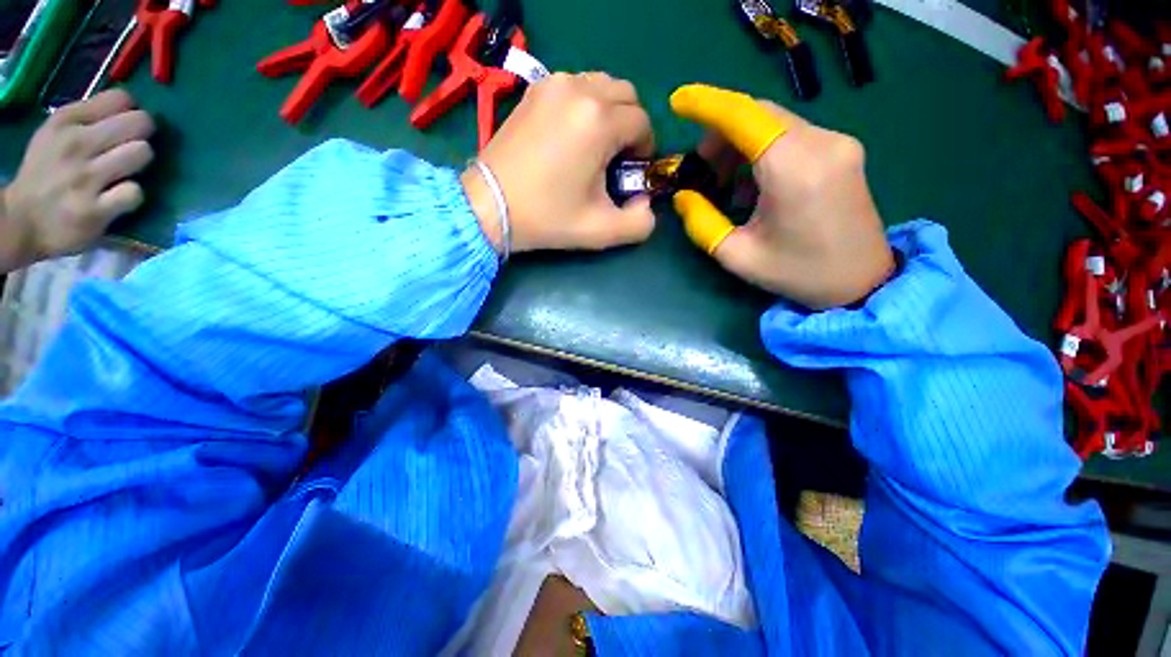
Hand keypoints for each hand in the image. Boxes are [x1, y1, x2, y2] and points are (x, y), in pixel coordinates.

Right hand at [1, 89, 154, 267]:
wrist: (21, 222)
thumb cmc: (46, 172)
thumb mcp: (58, 132)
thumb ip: (92, 116)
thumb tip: (131, 106)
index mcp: (66, 121)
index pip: (121, 98)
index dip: (131, 113)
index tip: (123, 126)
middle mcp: (75, 144)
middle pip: (140, 123)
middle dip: (142, 136)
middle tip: (128, 149)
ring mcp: (84, 178)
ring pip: (141, 153)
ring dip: (138, 165)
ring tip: (123, 173)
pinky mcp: (95, 210)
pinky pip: (134, 193)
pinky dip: (132, 196)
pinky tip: (118, 199)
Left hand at [461, 72, 655, 253]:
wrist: (490, 205)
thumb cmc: (547, 218)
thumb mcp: (600, 231)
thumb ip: (639, 223)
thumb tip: (646, 202)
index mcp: (599, 122)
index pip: (642, 123)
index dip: (644, 150)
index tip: (629, 173)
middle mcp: (579, 90)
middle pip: (626, 96)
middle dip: (630, 127)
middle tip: (614, 160)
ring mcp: (553, 84)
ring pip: (602, 86)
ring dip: (609, 113)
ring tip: (593, 147)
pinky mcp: (535, 89)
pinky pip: (576, 86)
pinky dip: (585, 105)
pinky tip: (571, 135)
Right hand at [670, 84, 894, 308]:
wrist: (862, 281)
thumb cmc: (797, 273)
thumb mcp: (738, 256)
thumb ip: (703, 223)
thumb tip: (683, 195)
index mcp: (795, 170)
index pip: (745, 116)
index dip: (707, 105)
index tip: (678, 103)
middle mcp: (822, 143)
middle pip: (758, 114)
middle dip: (720, 134)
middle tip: (701, 169)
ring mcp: (838, 143)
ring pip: (774, 122)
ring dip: (740, 144)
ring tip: (725, 184)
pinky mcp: (843, 150)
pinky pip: (791, 135)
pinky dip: (763, 150)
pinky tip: (755, 184)